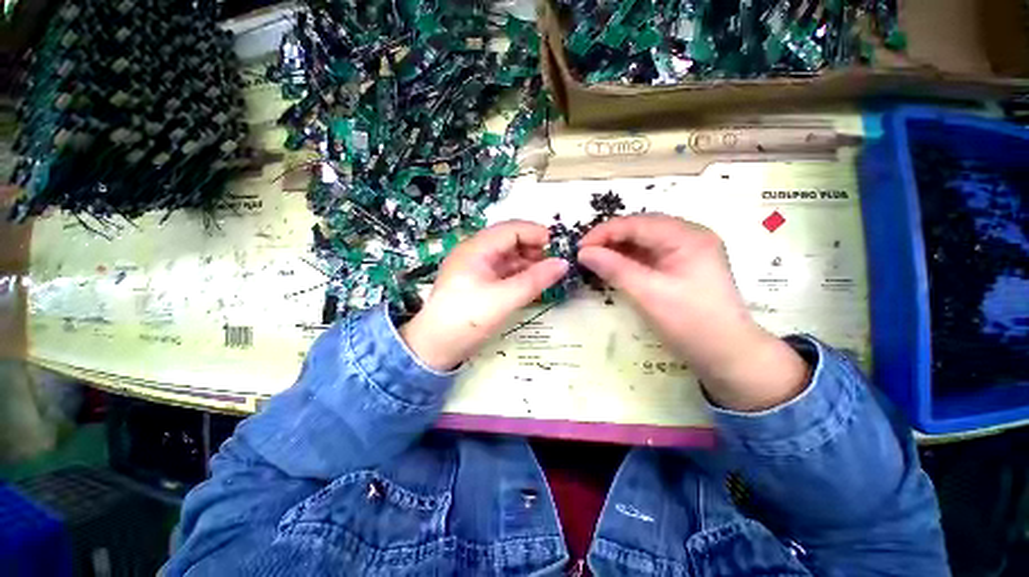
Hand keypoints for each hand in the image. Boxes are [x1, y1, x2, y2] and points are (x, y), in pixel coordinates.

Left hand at [400, 221, 567, 370]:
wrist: (434, 347)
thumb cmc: (467, 318)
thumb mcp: (504, 299)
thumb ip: (535, 280)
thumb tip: (564, 263)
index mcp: (476, 248)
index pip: (511, 229)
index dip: (536, 234)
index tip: (560, 246)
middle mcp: (473, 253)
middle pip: (509, 240)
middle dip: (534, 248)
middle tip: (557, 262)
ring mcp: (473, 269)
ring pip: (506, 257)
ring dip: (528, 262)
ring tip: (548, 275)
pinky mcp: (475, 285)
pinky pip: (501, 271)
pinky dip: (518, 275)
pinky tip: (532, 285)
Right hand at [578, 214, 808, 411]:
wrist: (731, 355)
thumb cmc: (693, 325)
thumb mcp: (651, 296)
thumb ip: (616, 269)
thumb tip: (584, 252)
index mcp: (688, 236)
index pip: (639, 222)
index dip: (606, 233)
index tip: (578, 249)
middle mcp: (695, 235)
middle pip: (647, 227)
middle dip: (615, 239)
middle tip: (587, 256)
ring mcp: (698, 251)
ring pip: (654, 241)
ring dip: (627, 250)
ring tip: (601, 263)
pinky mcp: (697, 267)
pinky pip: (663, 255)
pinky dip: (642, 261)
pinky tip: (625, 270)